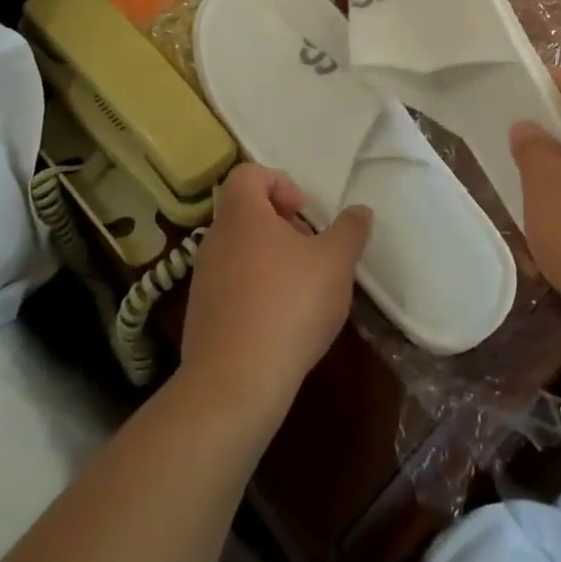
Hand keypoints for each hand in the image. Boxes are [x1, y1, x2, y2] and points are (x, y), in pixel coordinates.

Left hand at [179, 164, 370, 418]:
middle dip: (281, 226)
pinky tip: (281, 323)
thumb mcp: (336, 262)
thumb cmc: (289, 306)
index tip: (303, 212)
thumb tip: (359, 211)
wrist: (234, 386)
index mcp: (242, 215)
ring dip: (270, 261)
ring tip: (301, 290)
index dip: (278, 183)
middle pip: (245, 214)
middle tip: (311, 250)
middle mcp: (215, 241)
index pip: (247, 175)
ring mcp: (203, 281)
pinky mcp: (200, 318)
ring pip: (239, 252)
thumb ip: (350, 230)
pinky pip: (231, 288)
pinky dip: (255, 294)